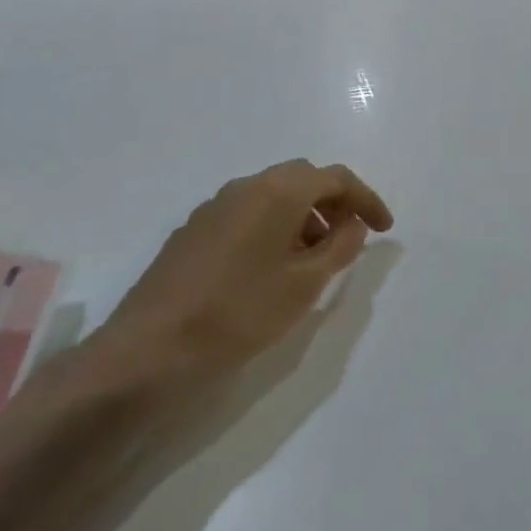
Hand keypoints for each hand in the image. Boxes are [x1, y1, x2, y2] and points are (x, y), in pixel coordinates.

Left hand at [85, 160, 393, 387]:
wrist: (146, 352)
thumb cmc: (237, 314)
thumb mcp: (303, 286)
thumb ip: (339, 248)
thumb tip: (353, 224)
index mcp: (278, 191)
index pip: (336, 178)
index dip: (366, 199)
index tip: (384, 229)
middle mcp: (247, 186)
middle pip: (303, 179)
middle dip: (333, 203)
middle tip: (349, 238)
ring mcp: (214, 206)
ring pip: (272, 195)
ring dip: (302, 216)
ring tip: (312, 259)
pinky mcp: (192, 231)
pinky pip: (246, 213)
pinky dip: (272, 227)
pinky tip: (269, 268)